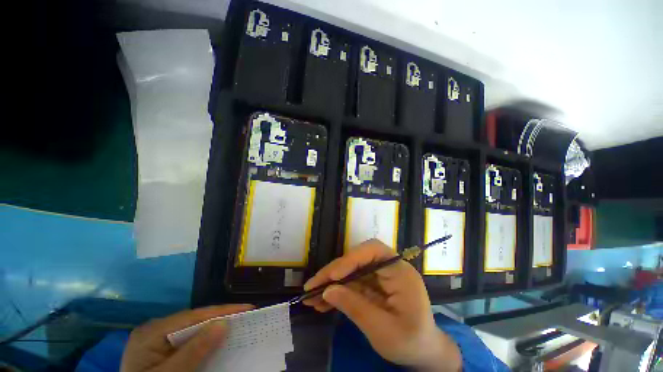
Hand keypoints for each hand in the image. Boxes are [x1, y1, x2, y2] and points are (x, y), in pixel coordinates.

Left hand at [121, 304, 253, 371]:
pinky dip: (205, 339)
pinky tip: (215, 339)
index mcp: (152, 332)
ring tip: (236, 324)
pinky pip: (188, 339)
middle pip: (194, 319)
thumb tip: (223, 323)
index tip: (248, 308)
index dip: (222, 311)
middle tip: (246, 315)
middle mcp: (155, 330)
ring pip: (192, 328)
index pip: (194, 316)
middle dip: (220, 317)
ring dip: (214, 327)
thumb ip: (193, 351)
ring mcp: (157, 340)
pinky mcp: (161, 349)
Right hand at [304, 240, 460, 371]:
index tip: (332, 276)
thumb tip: (327, 291)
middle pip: (357, 259)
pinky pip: (351, 283)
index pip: (373, 251)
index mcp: (400, 272)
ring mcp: (379, 275)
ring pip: (350, 270)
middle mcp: (389, 268)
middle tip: (312, 286)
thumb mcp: (383, 331)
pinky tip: (321, 302)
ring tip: (310, 297)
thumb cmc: (410, 342)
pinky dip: (336, 291)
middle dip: (334, 272)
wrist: (423, 353)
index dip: (351, 258)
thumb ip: (355, 308)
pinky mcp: (371, 284)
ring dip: (330, 283)